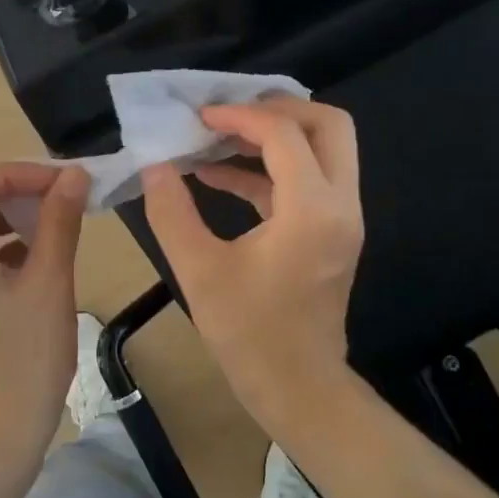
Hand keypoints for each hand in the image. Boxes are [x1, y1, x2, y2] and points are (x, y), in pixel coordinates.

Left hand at [0, 163, 90, 463]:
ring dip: (0, 214)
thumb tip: (75, 176)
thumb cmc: (26, 360)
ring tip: (47, 219)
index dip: (12, 173)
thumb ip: (59, 221)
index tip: (58, 182)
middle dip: (5, 189)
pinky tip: (32, 253)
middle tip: (50, 193)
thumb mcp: (49, 283)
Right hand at [141, 98, 363, 434]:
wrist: (298, 388)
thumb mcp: (198, 270)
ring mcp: (343, 218)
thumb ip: (171, 211)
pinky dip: (271, 168)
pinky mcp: (332, 232)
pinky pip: (309, 179)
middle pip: (328, 125)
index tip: (199, 117)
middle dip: (279, 109)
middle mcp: (340, 204)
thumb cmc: (249, 334)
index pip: (284, 134)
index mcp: (312, 210)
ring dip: (276, 135)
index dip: (239, 117)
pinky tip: (220, 173)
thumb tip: (155, 165)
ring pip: (325, 148)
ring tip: (218, 136)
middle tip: (230, 113)